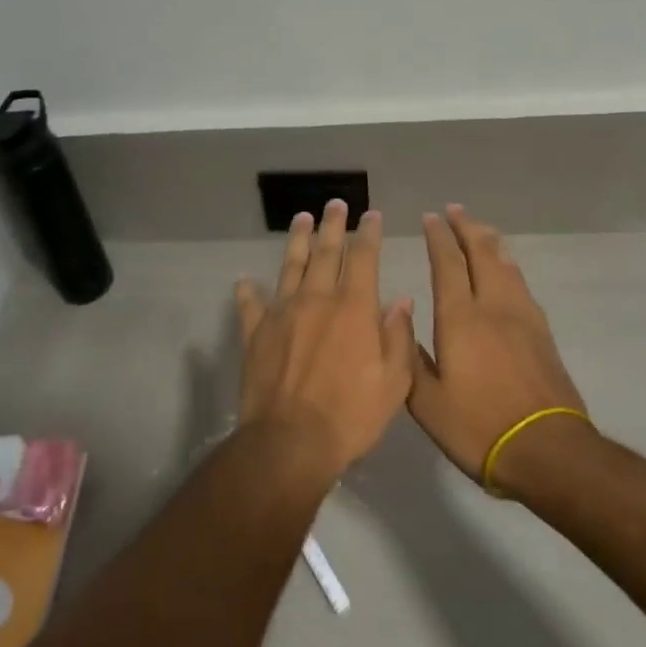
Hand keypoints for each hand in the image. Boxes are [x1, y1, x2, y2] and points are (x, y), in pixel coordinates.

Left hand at [234, 201, 415, 476]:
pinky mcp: (255, 332)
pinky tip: (245, 280)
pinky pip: (251, 304)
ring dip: (297, 240)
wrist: (290, 442)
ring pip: (290, 265)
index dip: (368, 233)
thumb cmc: (351, 415)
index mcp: (353, 307)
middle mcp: (317, 299)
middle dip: (332, 225)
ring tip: (301, 218)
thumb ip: (398, 336)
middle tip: (334, 204)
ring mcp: (282, 313)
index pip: (363, 257)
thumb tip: (399, 300)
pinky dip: (248, 290)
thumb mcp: (393, 382)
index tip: (370, 215)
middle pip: (325, 252)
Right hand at [409, 206, 591, 491]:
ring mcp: (523, 318)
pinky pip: (521, 284)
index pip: (447, 264)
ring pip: (506, 265)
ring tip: (480, 229)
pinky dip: (508, 265)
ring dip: (490, 242)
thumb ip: (409, 357)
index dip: (438, 237)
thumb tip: (399, 316)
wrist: (548, 450)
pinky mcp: (542, 333)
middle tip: (455, 210)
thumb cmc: (478, 428)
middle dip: (466, 227)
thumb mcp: (427, 403)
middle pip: (482, 253)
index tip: (431, 217)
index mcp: (460, 319)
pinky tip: (507, 270)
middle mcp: (493, 307)